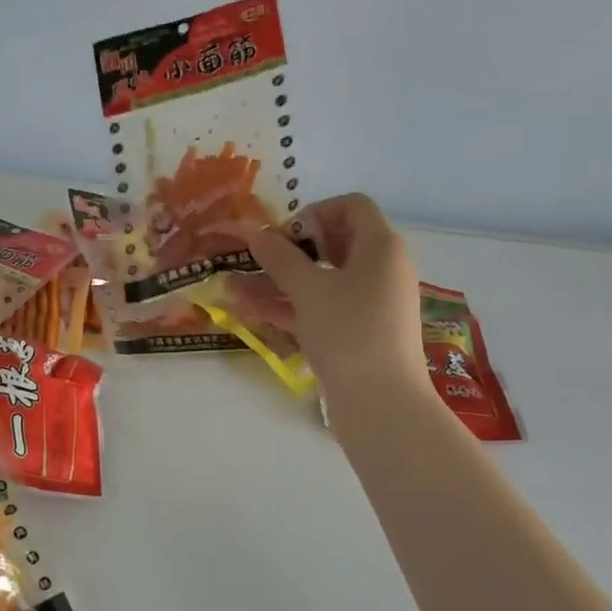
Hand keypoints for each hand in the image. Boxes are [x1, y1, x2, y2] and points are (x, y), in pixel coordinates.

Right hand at [235, 193, 429, 399]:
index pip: (351, 207)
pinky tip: (246, 310)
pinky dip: (288, 307)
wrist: (381, 403)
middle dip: (286, 252)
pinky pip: (320, 309)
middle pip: (332, 245)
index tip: (283, 236)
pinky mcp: (355, 334)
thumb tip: (253, 231)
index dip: (313, 213)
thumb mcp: (308, 290)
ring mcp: (368, 304)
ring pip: (319, 282)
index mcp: (381, 247)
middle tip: (255, 261)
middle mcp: (380, 270)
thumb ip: (279, 258)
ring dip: (277, 283)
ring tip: (230, 287)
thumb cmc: (349, 332)